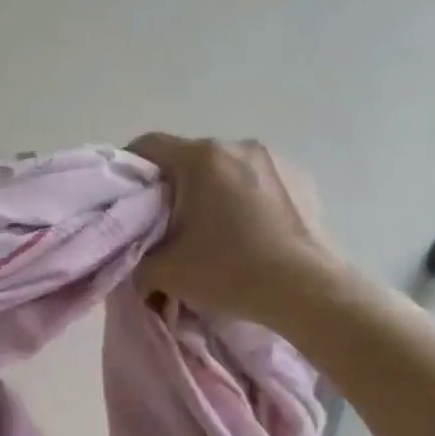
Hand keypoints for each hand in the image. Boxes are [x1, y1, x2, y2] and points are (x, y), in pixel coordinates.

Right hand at [127, 133, 350, 331]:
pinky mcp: (302, 178)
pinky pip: (259, 180)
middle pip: (189, 158)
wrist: (308, 290)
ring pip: (226, 168)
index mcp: (200, 158)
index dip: (130, 167)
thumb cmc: (229, 271)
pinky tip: (249, 233)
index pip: (148, 145)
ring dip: (212, 191)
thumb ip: (138, 259)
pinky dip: (245, 198)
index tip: (126, 197)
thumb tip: (136, 261)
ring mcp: (275, 159)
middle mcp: (237, 146)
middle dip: (174, 186)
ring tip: (213, 230)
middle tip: (166, 223)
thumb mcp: (165, 272)